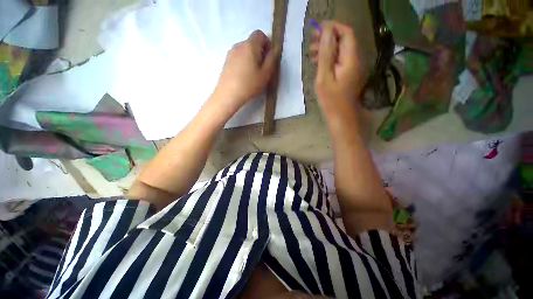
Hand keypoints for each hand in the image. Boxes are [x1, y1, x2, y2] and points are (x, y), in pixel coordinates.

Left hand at [213, 30, 279, 113]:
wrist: (228, 95)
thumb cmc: (249, 85)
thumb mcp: (265, 74)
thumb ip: (272, 60)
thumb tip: (274, 50)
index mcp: (250, 45)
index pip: (260, 34)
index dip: (267, 43)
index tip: (269, 57)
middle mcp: (239, 45)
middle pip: (252, 42)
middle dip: (259, 52)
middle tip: (262, 68)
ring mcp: (230, 53)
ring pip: (244, 51)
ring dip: (251, 58)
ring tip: (253, 74)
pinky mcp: (226, 62)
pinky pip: (238, 57)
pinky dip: (243, 62)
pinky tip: (244, 76)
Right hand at [310, 21, 365, 113]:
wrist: (340, 117)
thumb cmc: (331, 100)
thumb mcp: (324, 77)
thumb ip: (326, 54)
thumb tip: (326, 32)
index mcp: (351, 59)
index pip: (346, 33)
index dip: (333, 28)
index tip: (317, 29)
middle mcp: (355, 60)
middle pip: (344, 41)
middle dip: (328, 37)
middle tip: (311, 40)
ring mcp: (352, 68)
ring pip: (340, 51)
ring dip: (327, 48)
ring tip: (311, 52)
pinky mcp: (347, 75)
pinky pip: (339, 61)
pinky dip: (329, 58)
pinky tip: (318, 62)